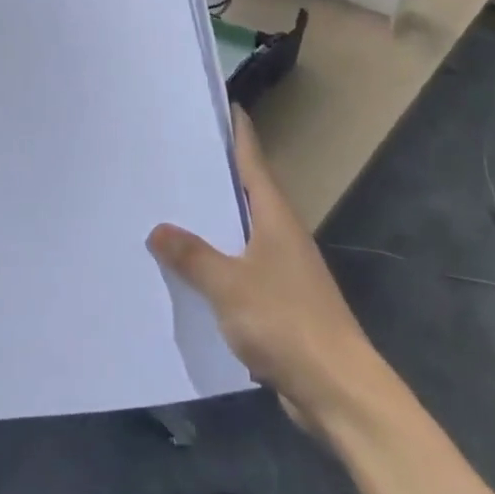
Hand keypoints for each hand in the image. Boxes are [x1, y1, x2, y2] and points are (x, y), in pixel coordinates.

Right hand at [148, 109, 382, 431]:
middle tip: (177, 152)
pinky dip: (217, 261)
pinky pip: (240, 268)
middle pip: (246, 192)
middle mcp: (282, 234)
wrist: (337, 389)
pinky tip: (190, 270)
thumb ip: (192, 256)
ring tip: (173, 206)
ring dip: (214, 220)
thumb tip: (157, 229)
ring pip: (242, 232)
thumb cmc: (286, 322)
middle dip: (216, 172)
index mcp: (275, 217)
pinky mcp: (279, 301)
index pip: (253, 160)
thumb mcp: (230, 285)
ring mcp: (283, 269)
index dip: (238, 132)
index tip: (223, 104)